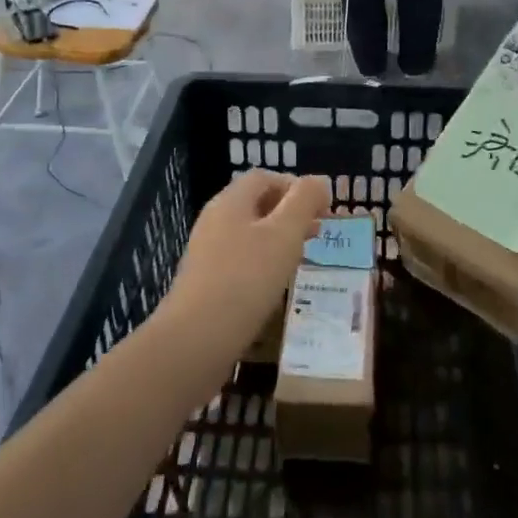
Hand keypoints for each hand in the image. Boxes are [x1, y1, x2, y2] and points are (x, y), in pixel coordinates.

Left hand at [165, 170, 331, 342]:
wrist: (195, 340)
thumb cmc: (246, 279)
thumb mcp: (284, 234)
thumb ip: (304, 201)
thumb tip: (320, 180)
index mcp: (231, 201)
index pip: (264, 177)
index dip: (295, 186)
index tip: (322, 208)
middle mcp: (215, 220)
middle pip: (256, 203)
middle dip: (290, 213)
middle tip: (318, 232)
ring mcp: (207, 252)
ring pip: (249, 233)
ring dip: (278, 238)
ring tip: (302, 257)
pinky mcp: (206, 282)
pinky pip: (240, 260)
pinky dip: (263, 262)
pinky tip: (275, 284)